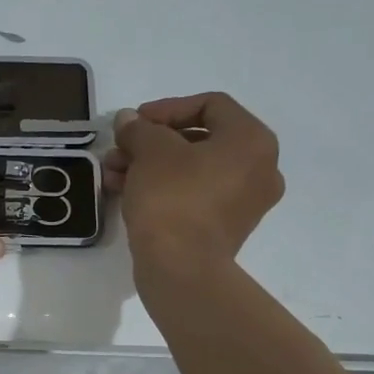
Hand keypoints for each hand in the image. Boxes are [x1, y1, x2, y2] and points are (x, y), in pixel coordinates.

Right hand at [104, 92, 283, 269]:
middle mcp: (259, 168)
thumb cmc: (172, 197)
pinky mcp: (225, 229)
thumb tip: (128, 121)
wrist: (180, 268)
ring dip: (151, 166)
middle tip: (120, 149)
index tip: (135, 122)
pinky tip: (127, 192)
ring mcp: (245, 202)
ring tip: (114, 173)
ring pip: (192, 170)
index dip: (167, 108)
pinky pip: (194, 195)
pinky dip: (164, 188)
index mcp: (252, 141)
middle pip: (200, 139)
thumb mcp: (150, 151)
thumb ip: (139, 128)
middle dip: (152, 142)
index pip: (211, 105)